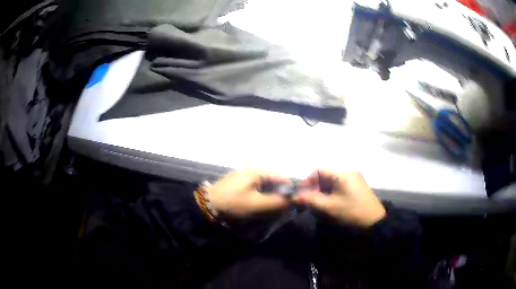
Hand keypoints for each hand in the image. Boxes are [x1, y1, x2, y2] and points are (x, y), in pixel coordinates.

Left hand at [206, 169, 290, 217]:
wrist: (207, 205)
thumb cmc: (232, 203)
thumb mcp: (256, 204)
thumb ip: (277, 202)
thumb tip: (293, 200)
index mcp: (258, 171)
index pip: (283, 178)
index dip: (290, 191)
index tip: (294, 205)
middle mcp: (254, 169)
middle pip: (275, 181)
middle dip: (280, 195)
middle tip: (280, 210)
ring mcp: (247, 175)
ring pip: (267, 186)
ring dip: (271, 197)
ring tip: (270, 210)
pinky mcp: (242, 182)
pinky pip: (258, 188)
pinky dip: (262, 197)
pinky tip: (260, 206)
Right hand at [293, 170, 385, 226]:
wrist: (375, 222)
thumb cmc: (351, 212)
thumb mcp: (329, 206)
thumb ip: (311, 199)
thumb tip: (294, 196)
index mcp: (343, 173)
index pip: (319, 169)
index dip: (308, 180)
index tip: (302, 193)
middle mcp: (349, 172)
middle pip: (326, 175)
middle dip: (315, 187)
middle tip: (308, 200)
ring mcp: (354, 179)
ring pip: (332, 181)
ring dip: (322, 190)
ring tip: (318, 203)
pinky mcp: (357, 187)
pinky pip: (339, 185)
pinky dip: (331, 192)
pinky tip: (329, 203)